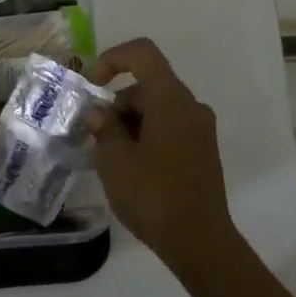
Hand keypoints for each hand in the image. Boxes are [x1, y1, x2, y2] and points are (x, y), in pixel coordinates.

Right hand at [87, 38, 235, 271]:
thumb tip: (98, 111)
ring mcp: (200, 129)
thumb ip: (103, 127)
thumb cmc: (154, 196)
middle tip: (94, 136)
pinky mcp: (202, 150)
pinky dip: (146, 134)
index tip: (92, 86)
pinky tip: (131, 167)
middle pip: (148, 85)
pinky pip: (169, 127)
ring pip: (157, 108)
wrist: (200, 242)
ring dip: (129, 122)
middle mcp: (190, 106)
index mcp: (171, 99)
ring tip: (109, 157)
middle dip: (117, 103)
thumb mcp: (115, 161)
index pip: (142, 54)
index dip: (113, 59)